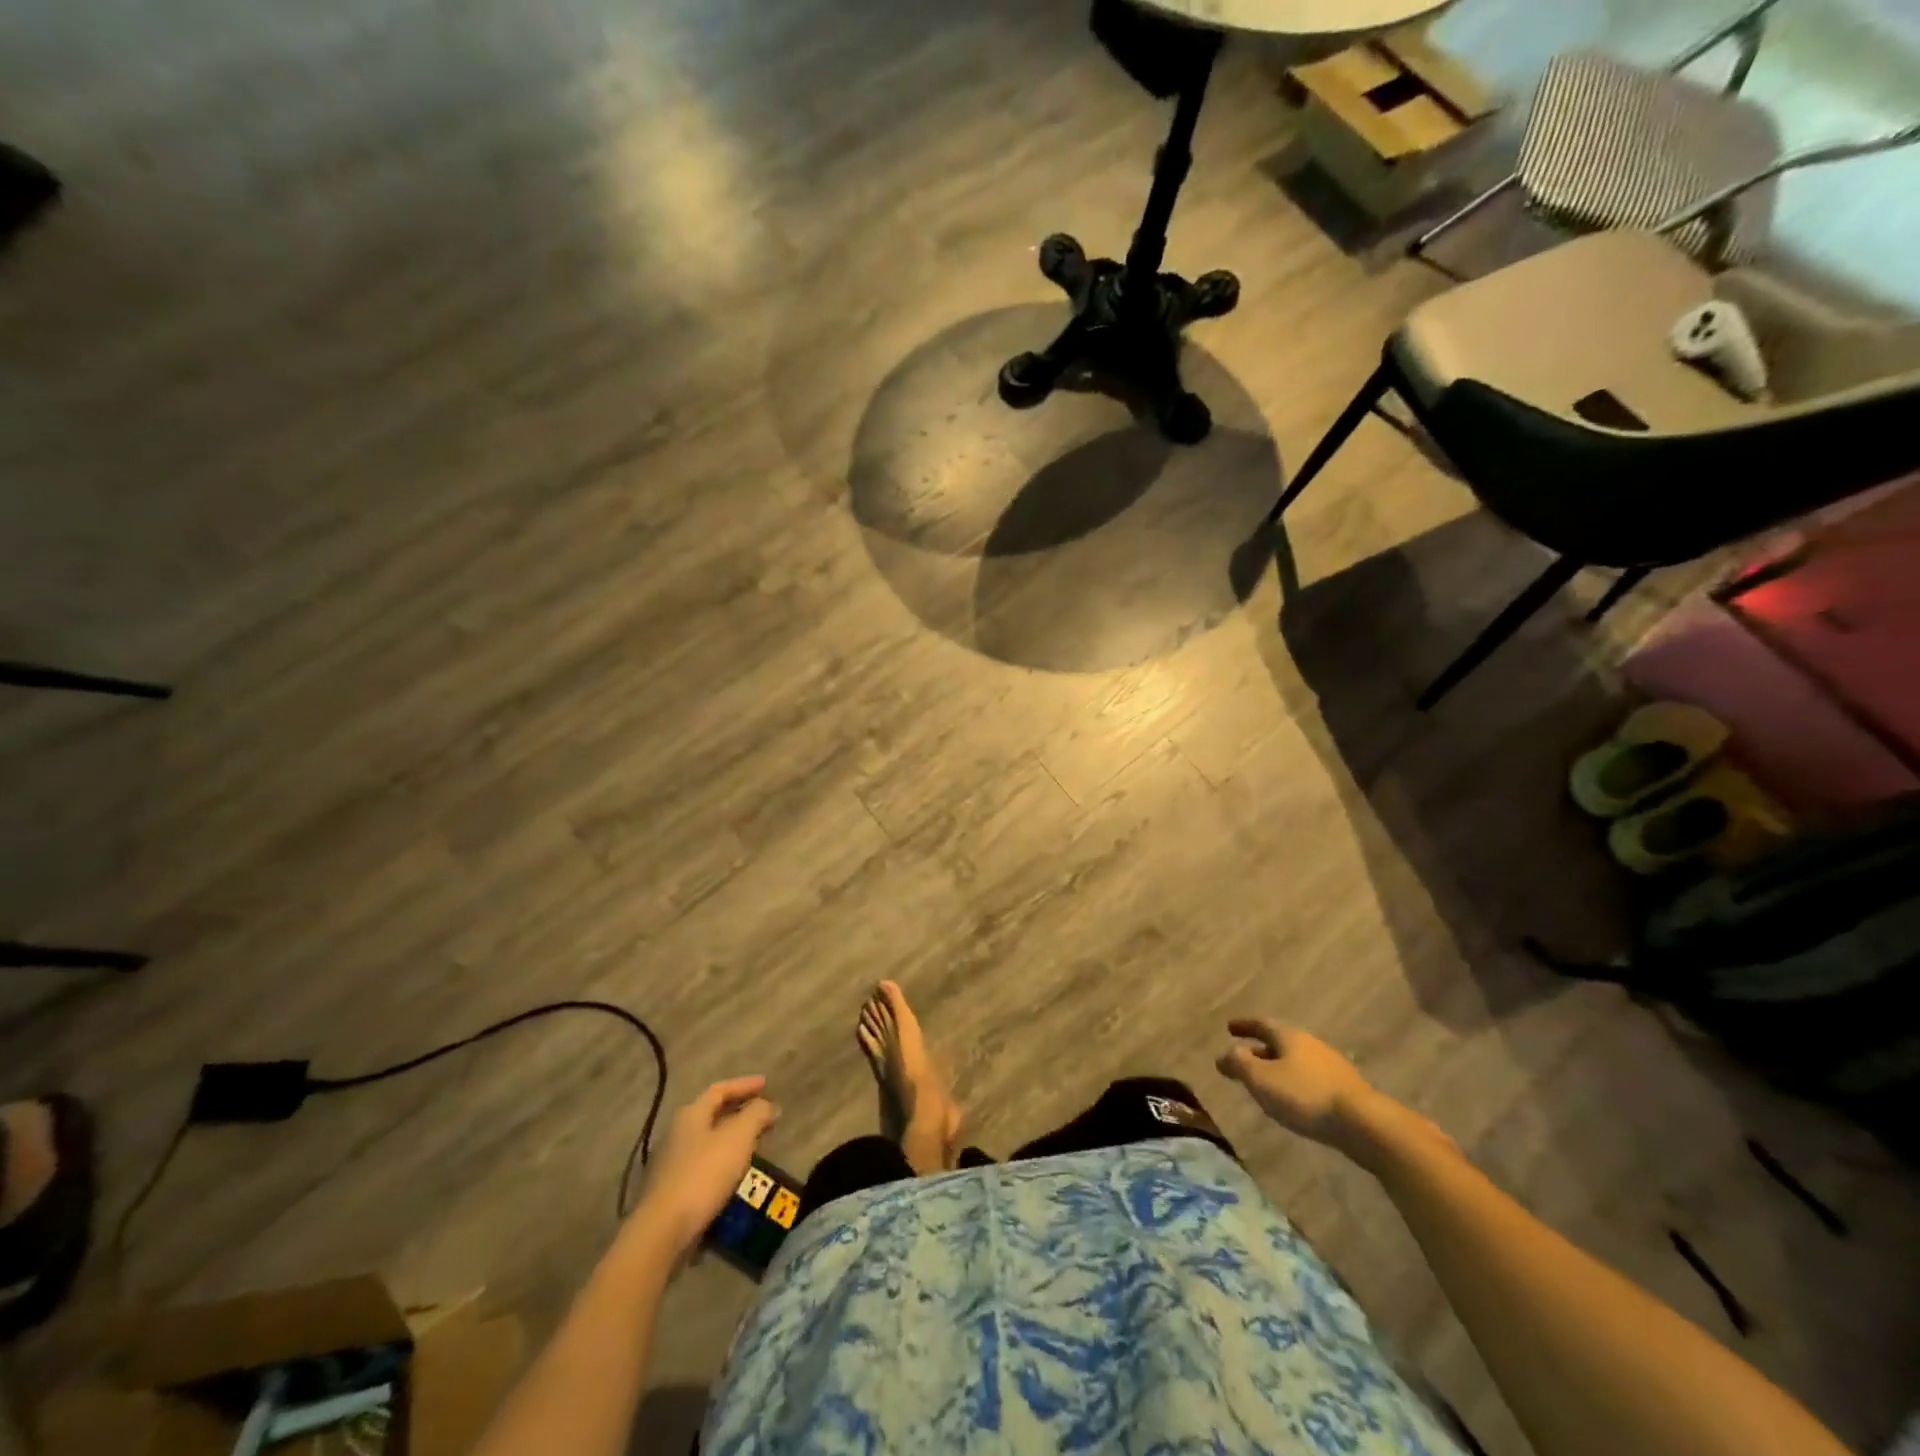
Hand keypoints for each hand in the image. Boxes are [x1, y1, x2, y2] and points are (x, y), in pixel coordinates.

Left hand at [634, 1076, 778, 1256]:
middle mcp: (678, 1134)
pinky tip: (736, 1174)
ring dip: (733, 1138)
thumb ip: (756, 1114)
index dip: (744, 1084)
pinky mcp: (673, 1190)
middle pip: (713, 1114)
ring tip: (755, 1143)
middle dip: (740, 1111)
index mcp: (691, 1115)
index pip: (720, 1089)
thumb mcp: (738, 1137)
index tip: (766, 1084)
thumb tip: (770, 1105)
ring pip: (709, 1141)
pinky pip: (705, 1165)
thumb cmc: (703, 1175)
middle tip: (763, 1114)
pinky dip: (724, 1161)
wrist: (663, 1232)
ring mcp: (672, 1163)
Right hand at [1216, 1019, 1381, 1152]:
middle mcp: (1310, 1043)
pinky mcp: (1344, 1089)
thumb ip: (1239, 1063)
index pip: (1261, 1023)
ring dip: (1277, 1067)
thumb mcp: (1261, 1079)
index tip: (1229, 1028)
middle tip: (1242, 1058)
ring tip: (1265, 1081)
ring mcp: (1330, 1065)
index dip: (1244, 1026)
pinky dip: (1294, 1082)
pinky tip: (1292, 1099)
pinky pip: (1309, 1078)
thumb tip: (1226, 1053)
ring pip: (1295, 1061)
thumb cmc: (1304, 1095)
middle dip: (1259, 1049)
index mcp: (1289, 1036)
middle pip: (1279, 1042)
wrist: (1363, 1123)